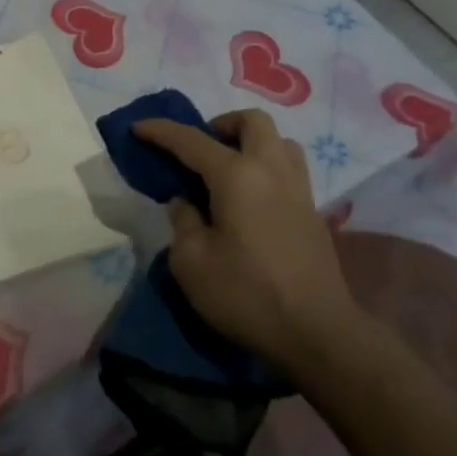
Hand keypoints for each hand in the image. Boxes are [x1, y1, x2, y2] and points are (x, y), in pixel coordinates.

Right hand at [134, 109, 362, 370]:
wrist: (318, 334)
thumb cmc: (247, 294)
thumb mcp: (191, 263)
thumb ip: (182, 223)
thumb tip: (186, 204)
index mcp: (236, 175)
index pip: (191, 140)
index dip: (160, 130)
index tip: (138, 127)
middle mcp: (271, 170)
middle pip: (252, 121)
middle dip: (221, 124)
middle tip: (200, 150)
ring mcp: (299, 189)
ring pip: (279, 141)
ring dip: (251, 143)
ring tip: (230, 170)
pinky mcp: (313, 213)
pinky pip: (289, 169)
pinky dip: (267, 169)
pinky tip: (252, 200)